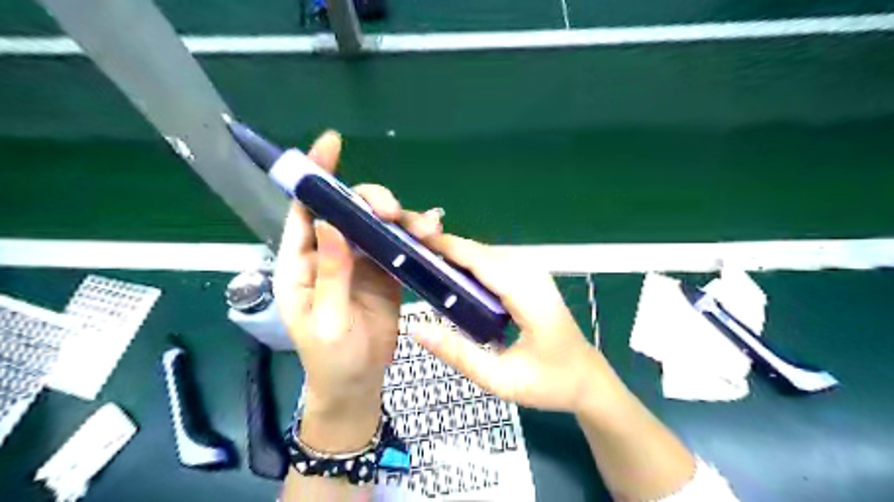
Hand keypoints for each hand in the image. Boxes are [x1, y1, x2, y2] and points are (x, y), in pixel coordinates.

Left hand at [271, 131, 440, 449]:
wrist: (358, 383)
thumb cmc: (332, 358)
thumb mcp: (326, 321)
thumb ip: (329, 274)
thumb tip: (331, 223)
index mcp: (303, 264)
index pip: (306, 211)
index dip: (316, 177)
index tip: (330, 144)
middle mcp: (331, 254)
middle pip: (349, 212)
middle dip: (370, 202)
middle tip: (391, 211)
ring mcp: (361, 262)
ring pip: (378, 226)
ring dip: (400, 219)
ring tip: (423, 227)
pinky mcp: (386, 272)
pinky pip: (399, 246)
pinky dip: (415, 236)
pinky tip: (432, 231)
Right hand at [409, 234, 622, 414]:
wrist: (587, 378)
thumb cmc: (549, 382)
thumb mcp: (500, 379)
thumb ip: (458, 354)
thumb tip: (417, 328)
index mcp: (528, 295)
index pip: (480, 260)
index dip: (446, 246)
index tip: (412, 240)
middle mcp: (532, 275)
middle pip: (481, 251)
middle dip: (445, 247)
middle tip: (408, 255)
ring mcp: (534, 273)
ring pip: (486, 254)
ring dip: (455, 254)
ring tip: (422, 262)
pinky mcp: (531, 278)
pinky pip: (494, 263)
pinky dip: (469, 264)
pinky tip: (451, 275)